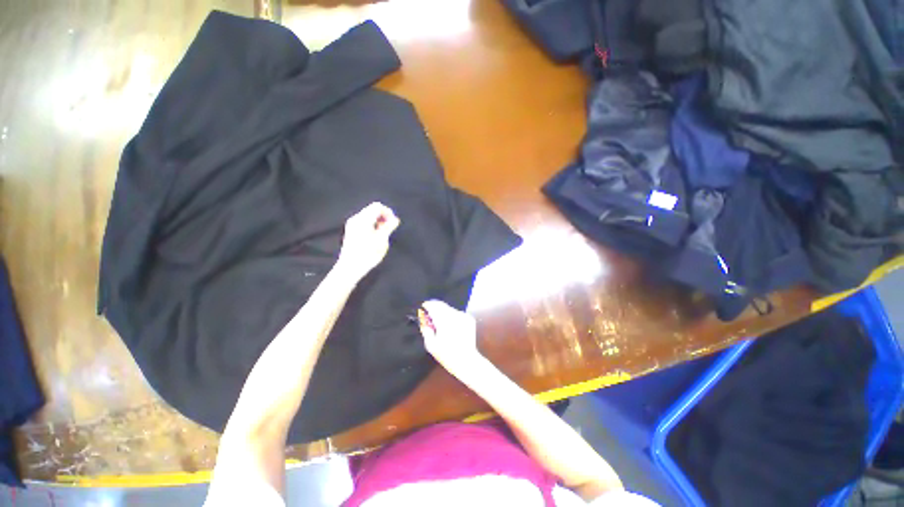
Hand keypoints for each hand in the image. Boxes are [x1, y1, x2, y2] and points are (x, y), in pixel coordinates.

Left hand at [337, 202, 399, 279]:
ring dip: (379, 221)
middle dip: (384, 216)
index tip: (393, 223)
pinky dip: (373, 224)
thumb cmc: (367, 254)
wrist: (350, 267)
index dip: (388, 212)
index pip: (378, 206)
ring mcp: (352, 224)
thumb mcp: (381, 240)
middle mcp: (356, 218)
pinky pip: (365, 221)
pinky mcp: (351, 230)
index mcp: (363, 219)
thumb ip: (389, 227)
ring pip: (369, 215)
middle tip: (390, 228)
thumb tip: (395, 219)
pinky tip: (376, 236)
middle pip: (373, 209)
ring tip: (384, 233)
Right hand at [418, 300, 481, 376]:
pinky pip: (457, 313)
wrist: (466, 360)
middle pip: (442, 305)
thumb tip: (424, 320)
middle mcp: (454, 315)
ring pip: (449, 308)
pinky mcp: (469, 318)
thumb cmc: (447, 355)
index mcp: (444, 320)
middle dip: (435, 308)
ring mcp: (463, 316)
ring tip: (442, 325)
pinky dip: (452, 317)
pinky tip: (452, 327)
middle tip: (431, 317)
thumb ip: (426, 329)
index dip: (427, 305)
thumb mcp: (431, 345)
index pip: (433, 305)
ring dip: (444, 313)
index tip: (423, 308)